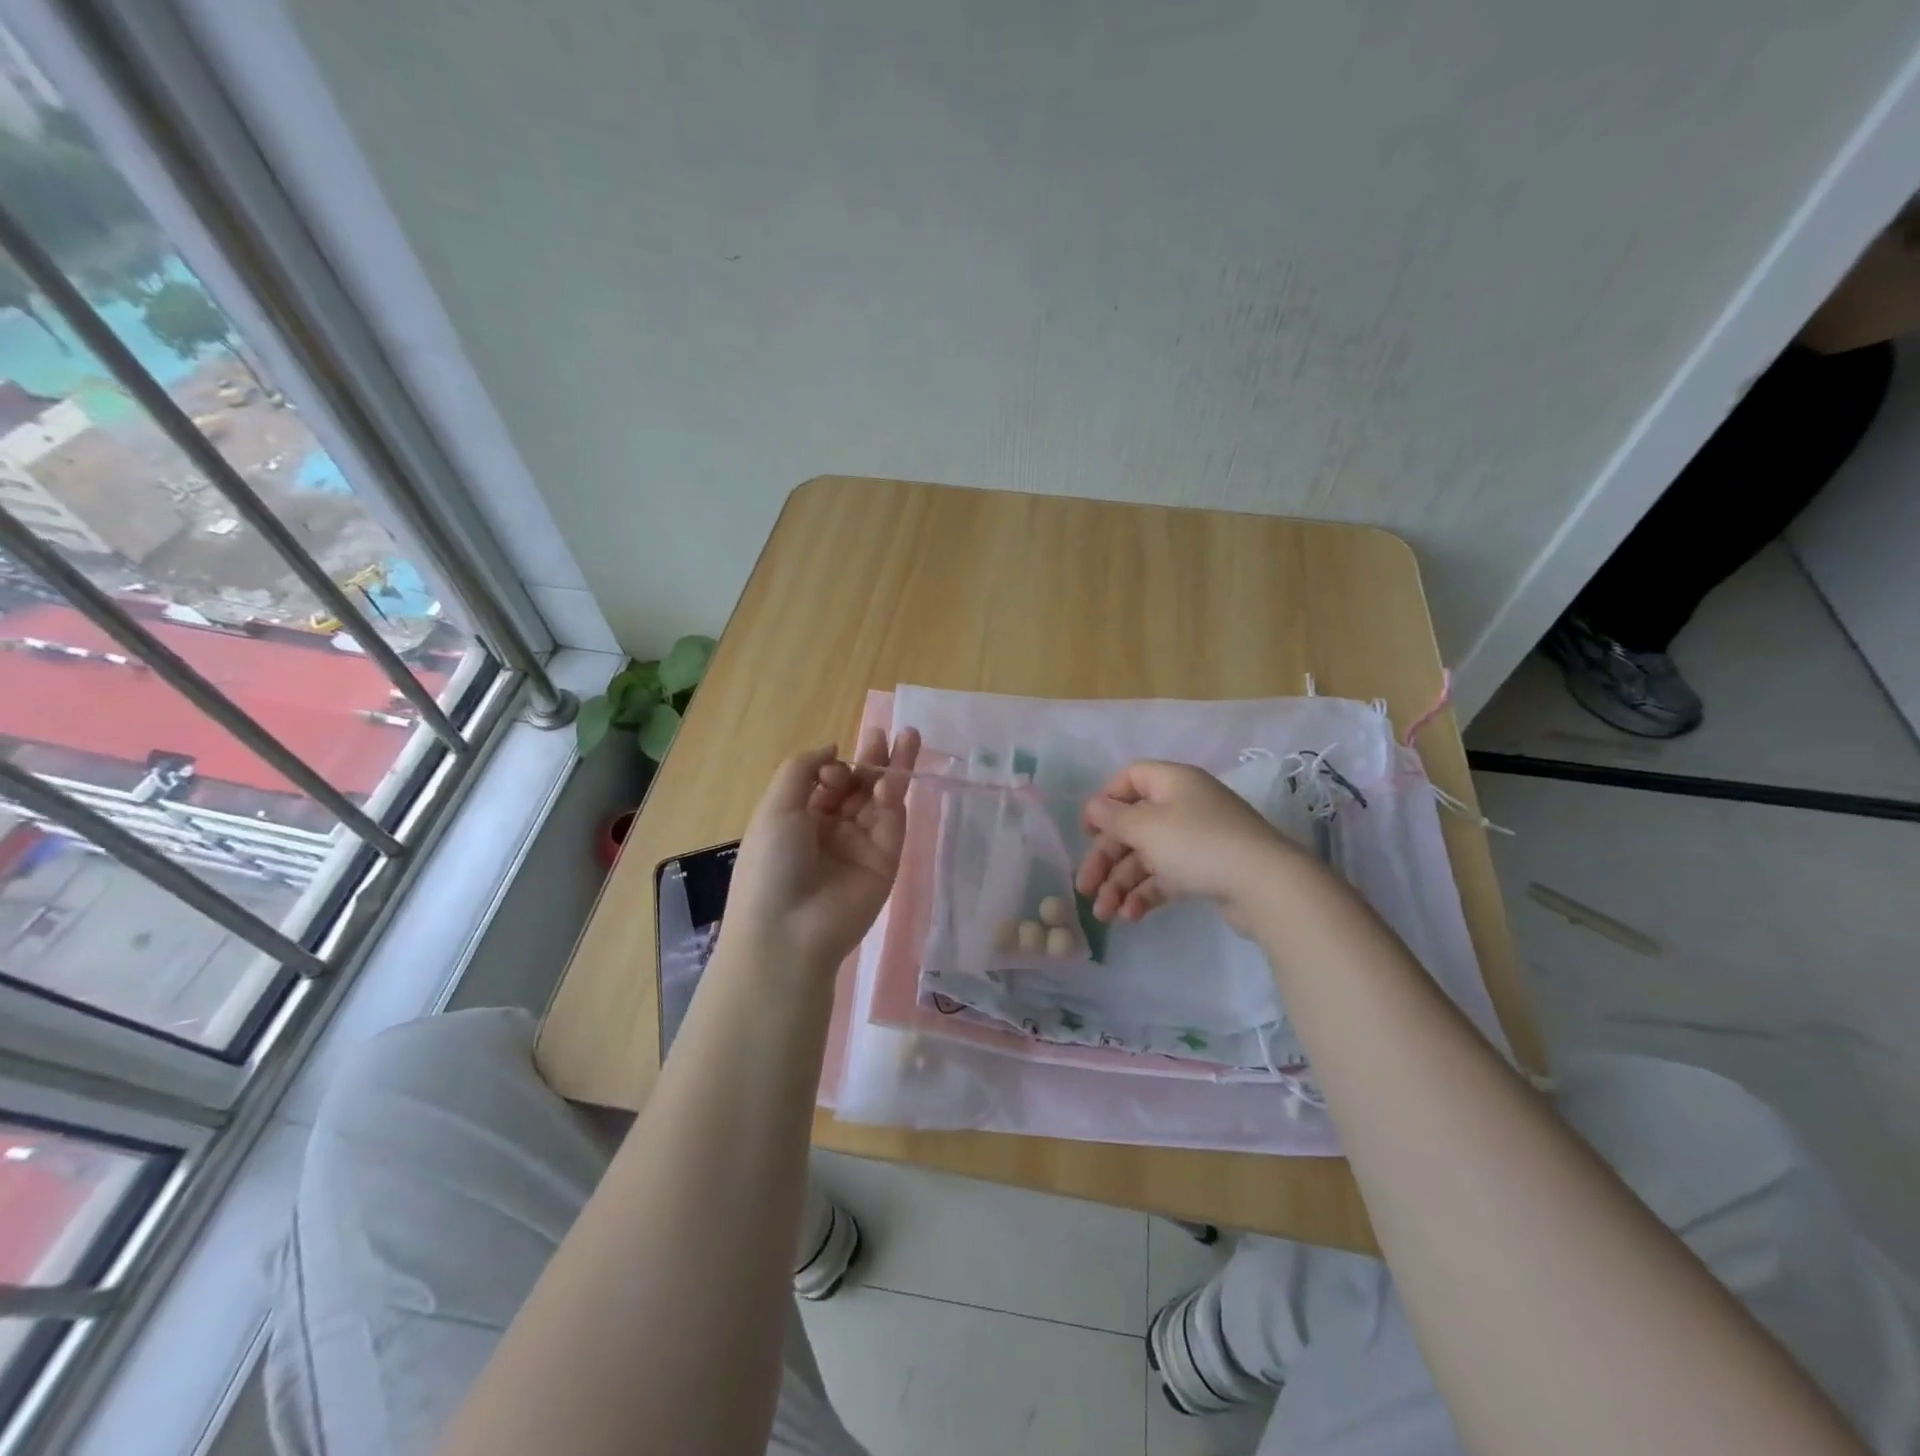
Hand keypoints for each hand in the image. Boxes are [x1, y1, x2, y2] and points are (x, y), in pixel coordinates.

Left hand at [722, 727, 921, 976]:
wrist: (789, 930)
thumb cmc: (771, 864)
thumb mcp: (775, 806)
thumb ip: (803, 769)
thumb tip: (833, 749)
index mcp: (800, 820)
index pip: (826, 783)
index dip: (834, 767)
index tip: (833, 767)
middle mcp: (831, 831)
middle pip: (858, 787)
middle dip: (871, 759)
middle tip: (887, 732)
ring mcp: (861, 846)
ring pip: (881, 800)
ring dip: (892, 769)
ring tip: (908, 736)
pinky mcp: (886, 861)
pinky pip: (893, 823)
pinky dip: (895, 797)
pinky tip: (894, 776)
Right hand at [1075, 760, 1299, 932]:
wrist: (1266, 885)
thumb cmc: (1198, 844)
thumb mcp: (1146, 827)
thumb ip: (1113, 817)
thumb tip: (1092, 806)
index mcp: (1172, 783)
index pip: (1129, 778)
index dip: (1104, 801)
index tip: (1087, 831)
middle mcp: (1184, 806)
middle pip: (1132, 825)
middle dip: (1105, 858)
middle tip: (1084, 888)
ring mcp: (1196, 839)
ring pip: (1146, 856)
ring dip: (1120, 883)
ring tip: (1104, 915)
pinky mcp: (1206, 870)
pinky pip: (1167, 877)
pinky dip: (1146, 894)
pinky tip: (1131, 916)